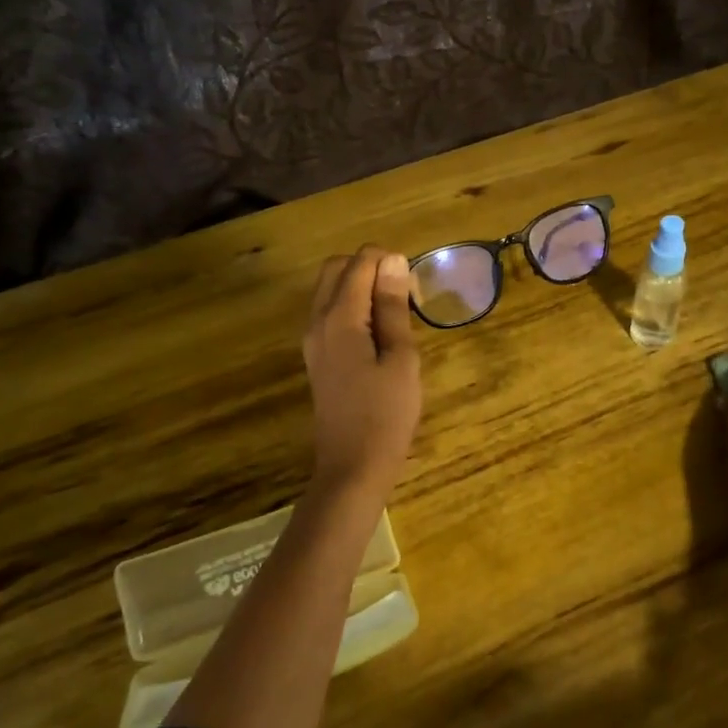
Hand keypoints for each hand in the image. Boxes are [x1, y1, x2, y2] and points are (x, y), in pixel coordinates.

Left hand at [302, 247, 422, 499]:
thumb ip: (393, 308)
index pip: (359, 263)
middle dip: (370, 267)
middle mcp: (317, 321)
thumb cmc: (386, 414)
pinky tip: (378, 333)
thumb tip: (392, 261)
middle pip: (335, 268)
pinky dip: (352, 307)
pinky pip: (329, 313)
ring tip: (395, 313)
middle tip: (404, 293)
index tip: (414, 287)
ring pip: (329, 290)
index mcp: (339, 318)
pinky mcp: (317, 356)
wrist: (353, 467)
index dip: (388, 262)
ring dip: (360, 286)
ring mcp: (313, 340)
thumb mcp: (401, 358)